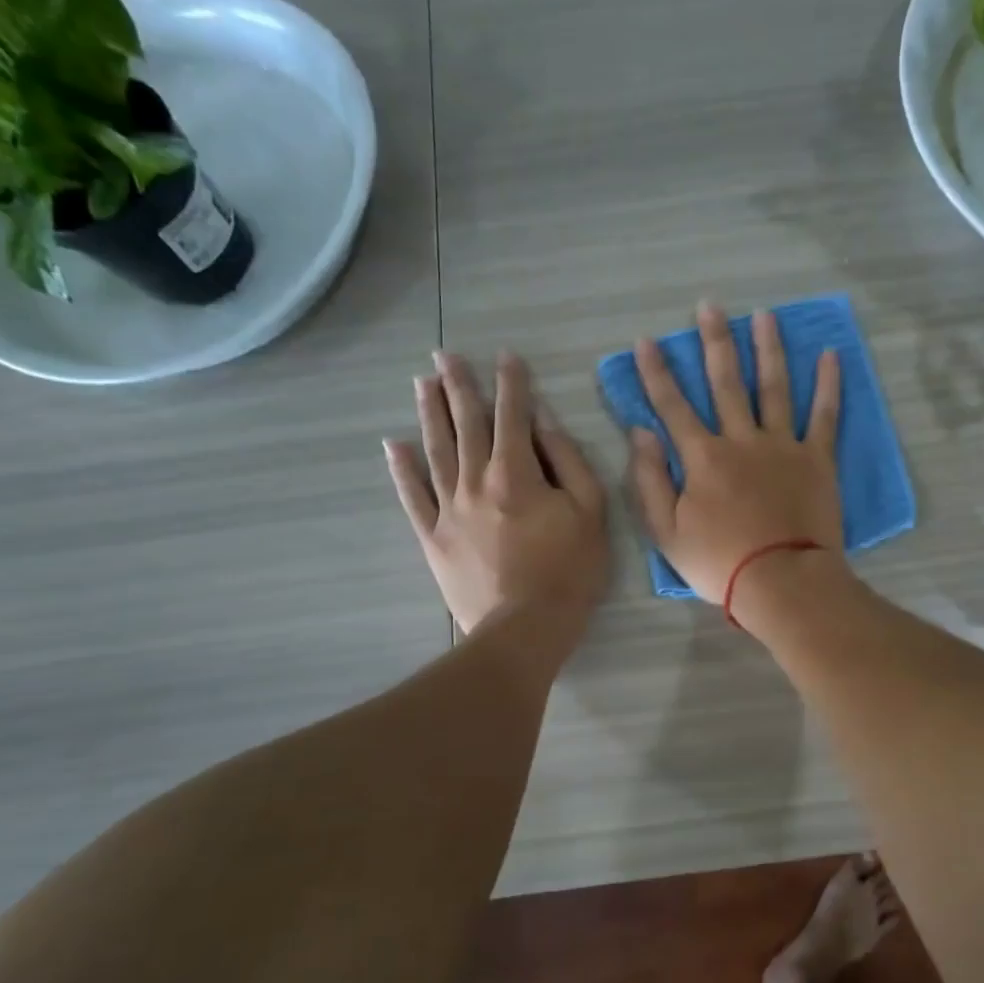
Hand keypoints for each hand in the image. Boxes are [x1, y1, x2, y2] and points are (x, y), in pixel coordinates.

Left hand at [385, 350, 608, 638]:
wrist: (525, 628)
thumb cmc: (569, 570)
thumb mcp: (589, 511)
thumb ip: (567, 460)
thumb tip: (543, 420)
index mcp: (516, 473)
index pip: (512, 415)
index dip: (510, 383)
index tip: (505, 356)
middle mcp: (475, 481)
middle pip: (465, 424)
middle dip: (458, 386)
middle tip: (444, 355)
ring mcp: (448, 509)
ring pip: (435, 451)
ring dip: (429, 414)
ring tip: (422, 384)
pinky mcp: (433, 537)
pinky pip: (413, 497)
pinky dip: (402, 470)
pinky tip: (394, 445)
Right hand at [627, 303, 843, 604]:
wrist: (782, 582)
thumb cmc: (719, 563)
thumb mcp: (666, 532)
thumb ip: (648, 479)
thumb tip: (640, 432)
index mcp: (702, 458)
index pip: (673, 406)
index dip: (657, 372)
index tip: (648, 341)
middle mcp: (741, 440)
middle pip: (725, 382)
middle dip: (715, 341)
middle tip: (711, 306)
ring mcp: (783, 446)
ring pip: (773, 387)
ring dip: (768, 349)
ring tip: (765, 316)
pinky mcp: (817, 459)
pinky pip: (825, 415)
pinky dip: (828, 384)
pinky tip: (831, 355)